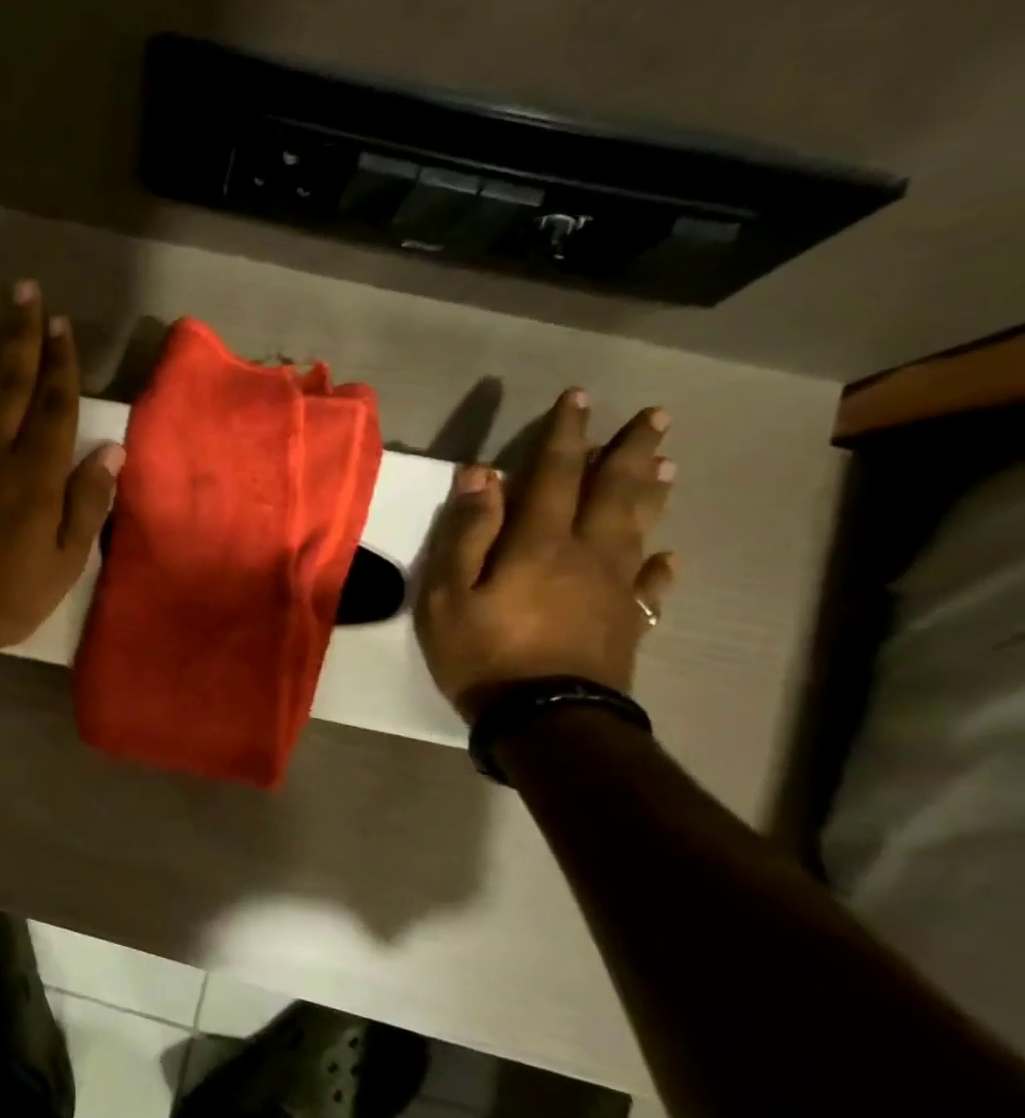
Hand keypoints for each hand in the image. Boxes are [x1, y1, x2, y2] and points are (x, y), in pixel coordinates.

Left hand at [0, 280, 123, 661]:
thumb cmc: (7, 592)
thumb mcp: (66, 562)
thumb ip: (88, 503)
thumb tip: (111, 451)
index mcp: (37, 473)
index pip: (54, 405)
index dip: (60, 362)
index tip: (60, 322)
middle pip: (11, 382)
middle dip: (20, 333)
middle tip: (22, 289)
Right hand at [414, 388, 677, 720]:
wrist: (545, 720)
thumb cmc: (483, 654)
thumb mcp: (447, 593)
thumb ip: (466, 532)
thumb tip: (481, 474)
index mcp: (539, 542)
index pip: (553, 473)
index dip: (565, 433)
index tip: (578, 397)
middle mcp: (586, 554)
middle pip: (613, 491)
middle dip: (629, 450)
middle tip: (655, 416)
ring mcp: (613, 589)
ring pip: (638, 528)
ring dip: (651, 492)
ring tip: (668, 464)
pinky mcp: (627, 624)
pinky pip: (649, 586)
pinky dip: (660, 566)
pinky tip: (669, 556)